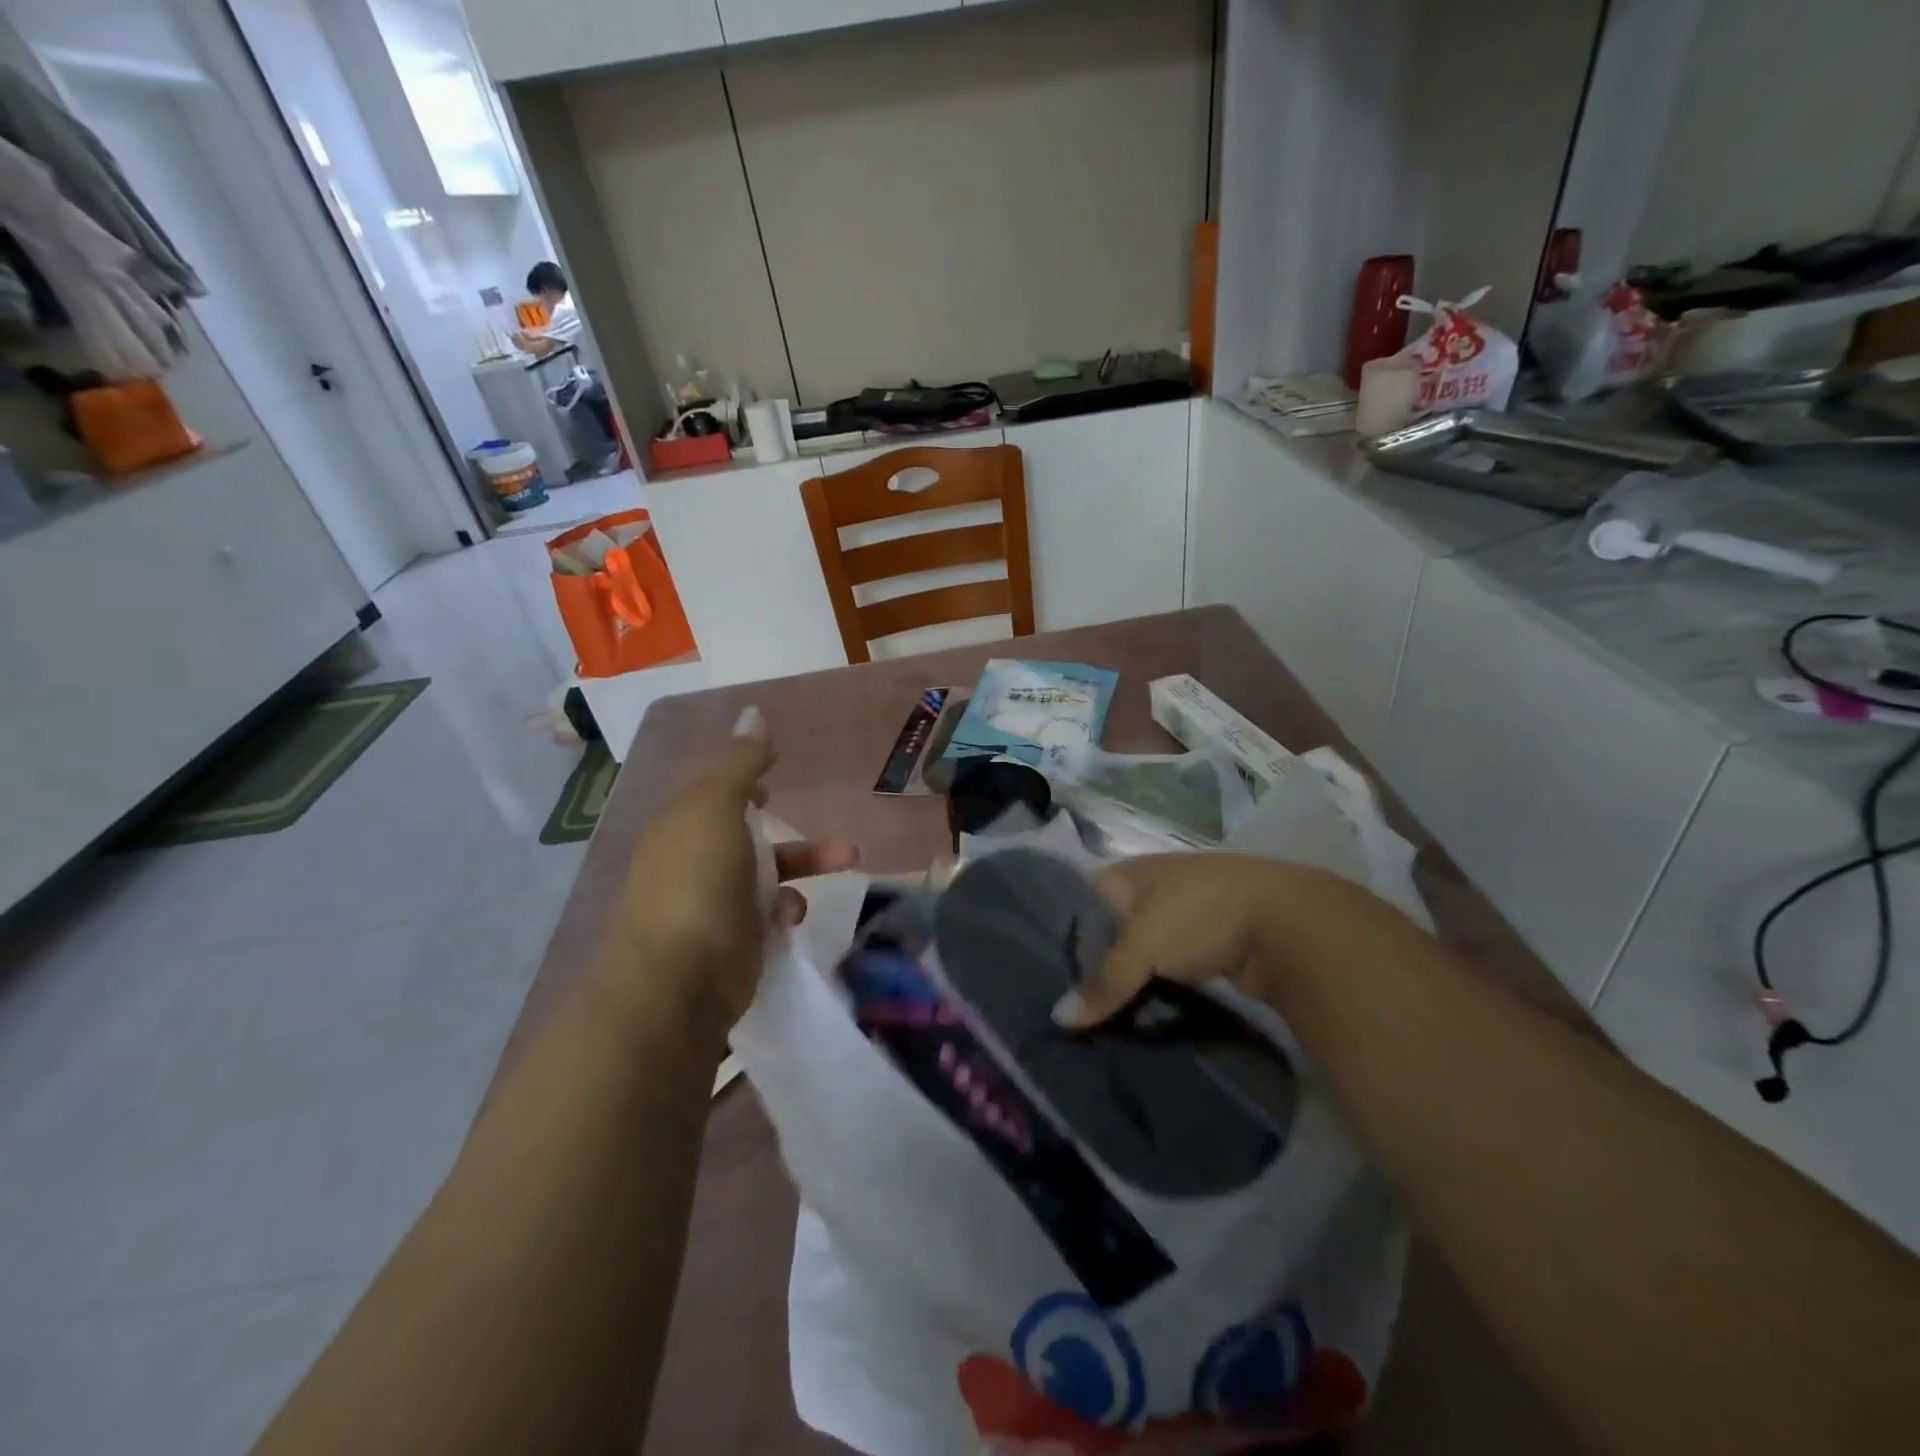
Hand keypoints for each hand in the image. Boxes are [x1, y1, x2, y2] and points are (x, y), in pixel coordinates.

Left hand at [606, 708, 857, 1033]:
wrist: (679, 980)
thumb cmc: (696, 879)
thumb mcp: (716, 806)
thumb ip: (741, 762)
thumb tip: (754, 714)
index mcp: (682, 825)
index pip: (714, 793)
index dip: (744, 782)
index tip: (775, 776)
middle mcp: (694, 862)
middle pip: (749, 835)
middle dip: (792, 827)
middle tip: (824, 818)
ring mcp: (713, 905)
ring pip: (768, 873)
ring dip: (807, 864)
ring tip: (849, 858)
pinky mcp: (734, 943)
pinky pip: (769, 914)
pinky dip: (786, 909)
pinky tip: (791, 916)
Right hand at [1053, 854, 1308, 1027]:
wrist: (1288, 924)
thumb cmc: (1200, 915)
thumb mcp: (1143, 945)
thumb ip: (1103, 982)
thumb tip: (1058, 1019)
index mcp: (1130, 873)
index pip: (1082, 900)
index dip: (1065, 934)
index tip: (1048, 974)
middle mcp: (1154, 888)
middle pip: (1112, 931)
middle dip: (1097, 965)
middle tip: (1071, 1006)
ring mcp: (1187, 917)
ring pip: (1144, 954)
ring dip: (1131, 982)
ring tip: (1100, 1019)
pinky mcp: (1211, 947)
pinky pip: (1172, 972)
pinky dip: (1160, 991)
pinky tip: (1143, 1015)